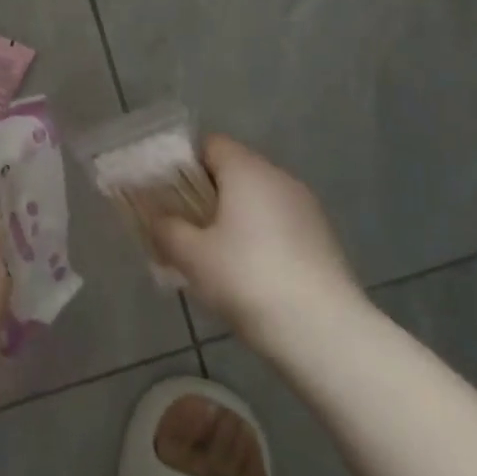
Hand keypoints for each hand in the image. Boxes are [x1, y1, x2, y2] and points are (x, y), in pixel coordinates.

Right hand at [150, 135, 365, 351]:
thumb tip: (154, 216)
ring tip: (210, 255)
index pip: (210, 145)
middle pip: (234, 171)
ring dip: (232, 218)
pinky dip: (257, 237)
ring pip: (257, 200)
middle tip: (181, 227)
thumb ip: (165, 228)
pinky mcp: (321, 238)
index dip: (183, 164)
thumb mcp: (191, 255)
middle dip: (205, 195)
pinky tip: (246, 273)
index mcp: (247, 170)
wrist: (322, 331)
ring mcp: (305, 207)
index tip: (165, 194)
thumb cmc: (246, 279)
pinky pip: (277, 223)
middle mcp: (279, 178)